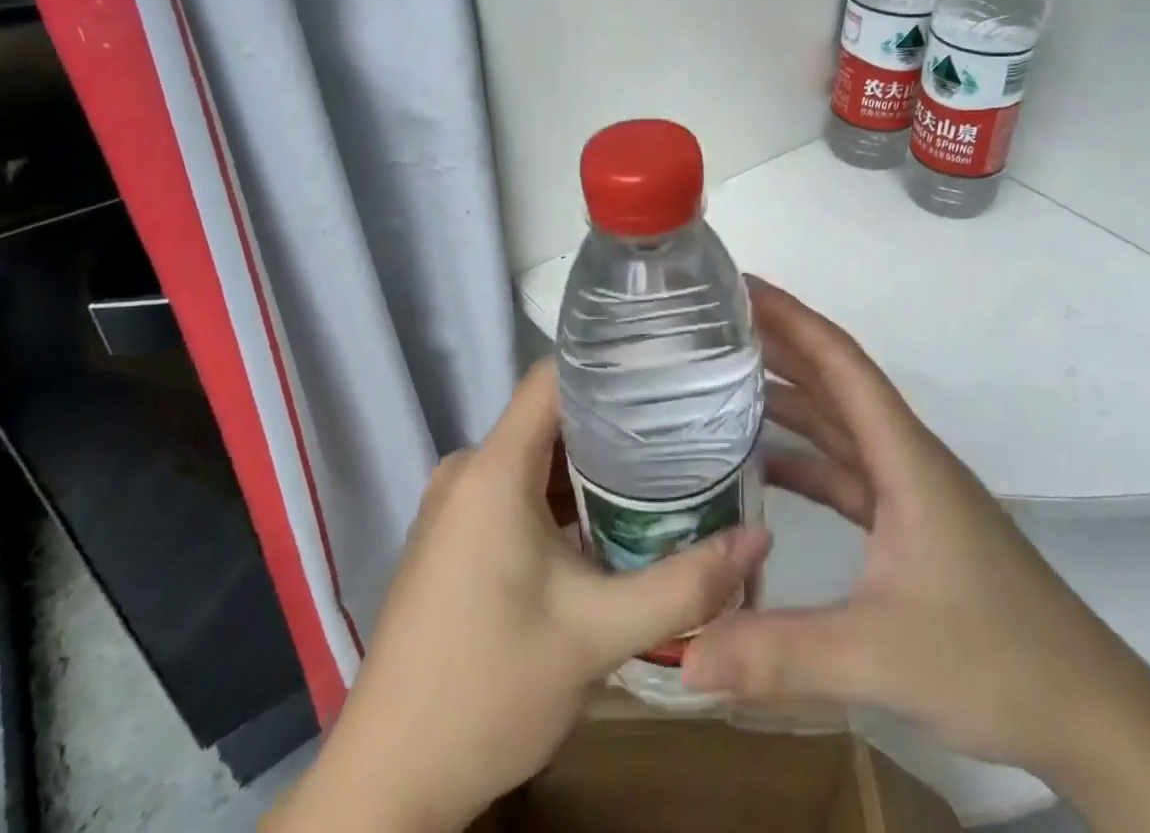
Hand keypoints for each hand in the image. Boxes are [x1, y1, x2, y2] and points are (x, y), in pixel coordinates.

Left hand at [270, 359, 770, 832]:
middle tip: (686, 426)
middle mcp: (468, 469)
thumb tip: (761, 538)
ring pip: (537, 456)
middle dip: (618, 420)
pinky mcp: (453, 535)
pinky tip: (610, 519)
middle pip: (552, 415)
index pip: (555, 376)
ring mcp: (455, 504)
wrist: (387, 785)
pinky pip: (516, 488)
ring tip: (663, 468)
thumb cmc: (489, 691)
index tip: (670, 368)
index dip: (611, 363)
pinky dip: (562, 496)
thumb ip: (684, 584)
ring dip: (593, 464)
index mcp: (493, 469)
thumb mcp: (598, 636)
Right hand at [681, 278, 1144, 776]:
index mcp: (905, 455)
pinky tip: (762, 466)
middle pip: (835, 382)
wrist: (1090, 713)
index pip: (840, 362)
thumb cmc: (996, 659)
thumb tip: (682, 653)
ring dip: (788, 398)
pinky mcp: (910, 526)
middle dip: (779, 344)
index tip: (743, 286)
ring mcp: (910, 492)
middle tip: (714, 323)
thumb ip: (779, 653)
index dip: (791, 316)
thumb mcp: (879, 654)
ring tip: (724, 380)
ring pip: (839, 425)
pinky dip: (803, 459)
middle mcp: (906, 457)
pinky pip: (845, 472)